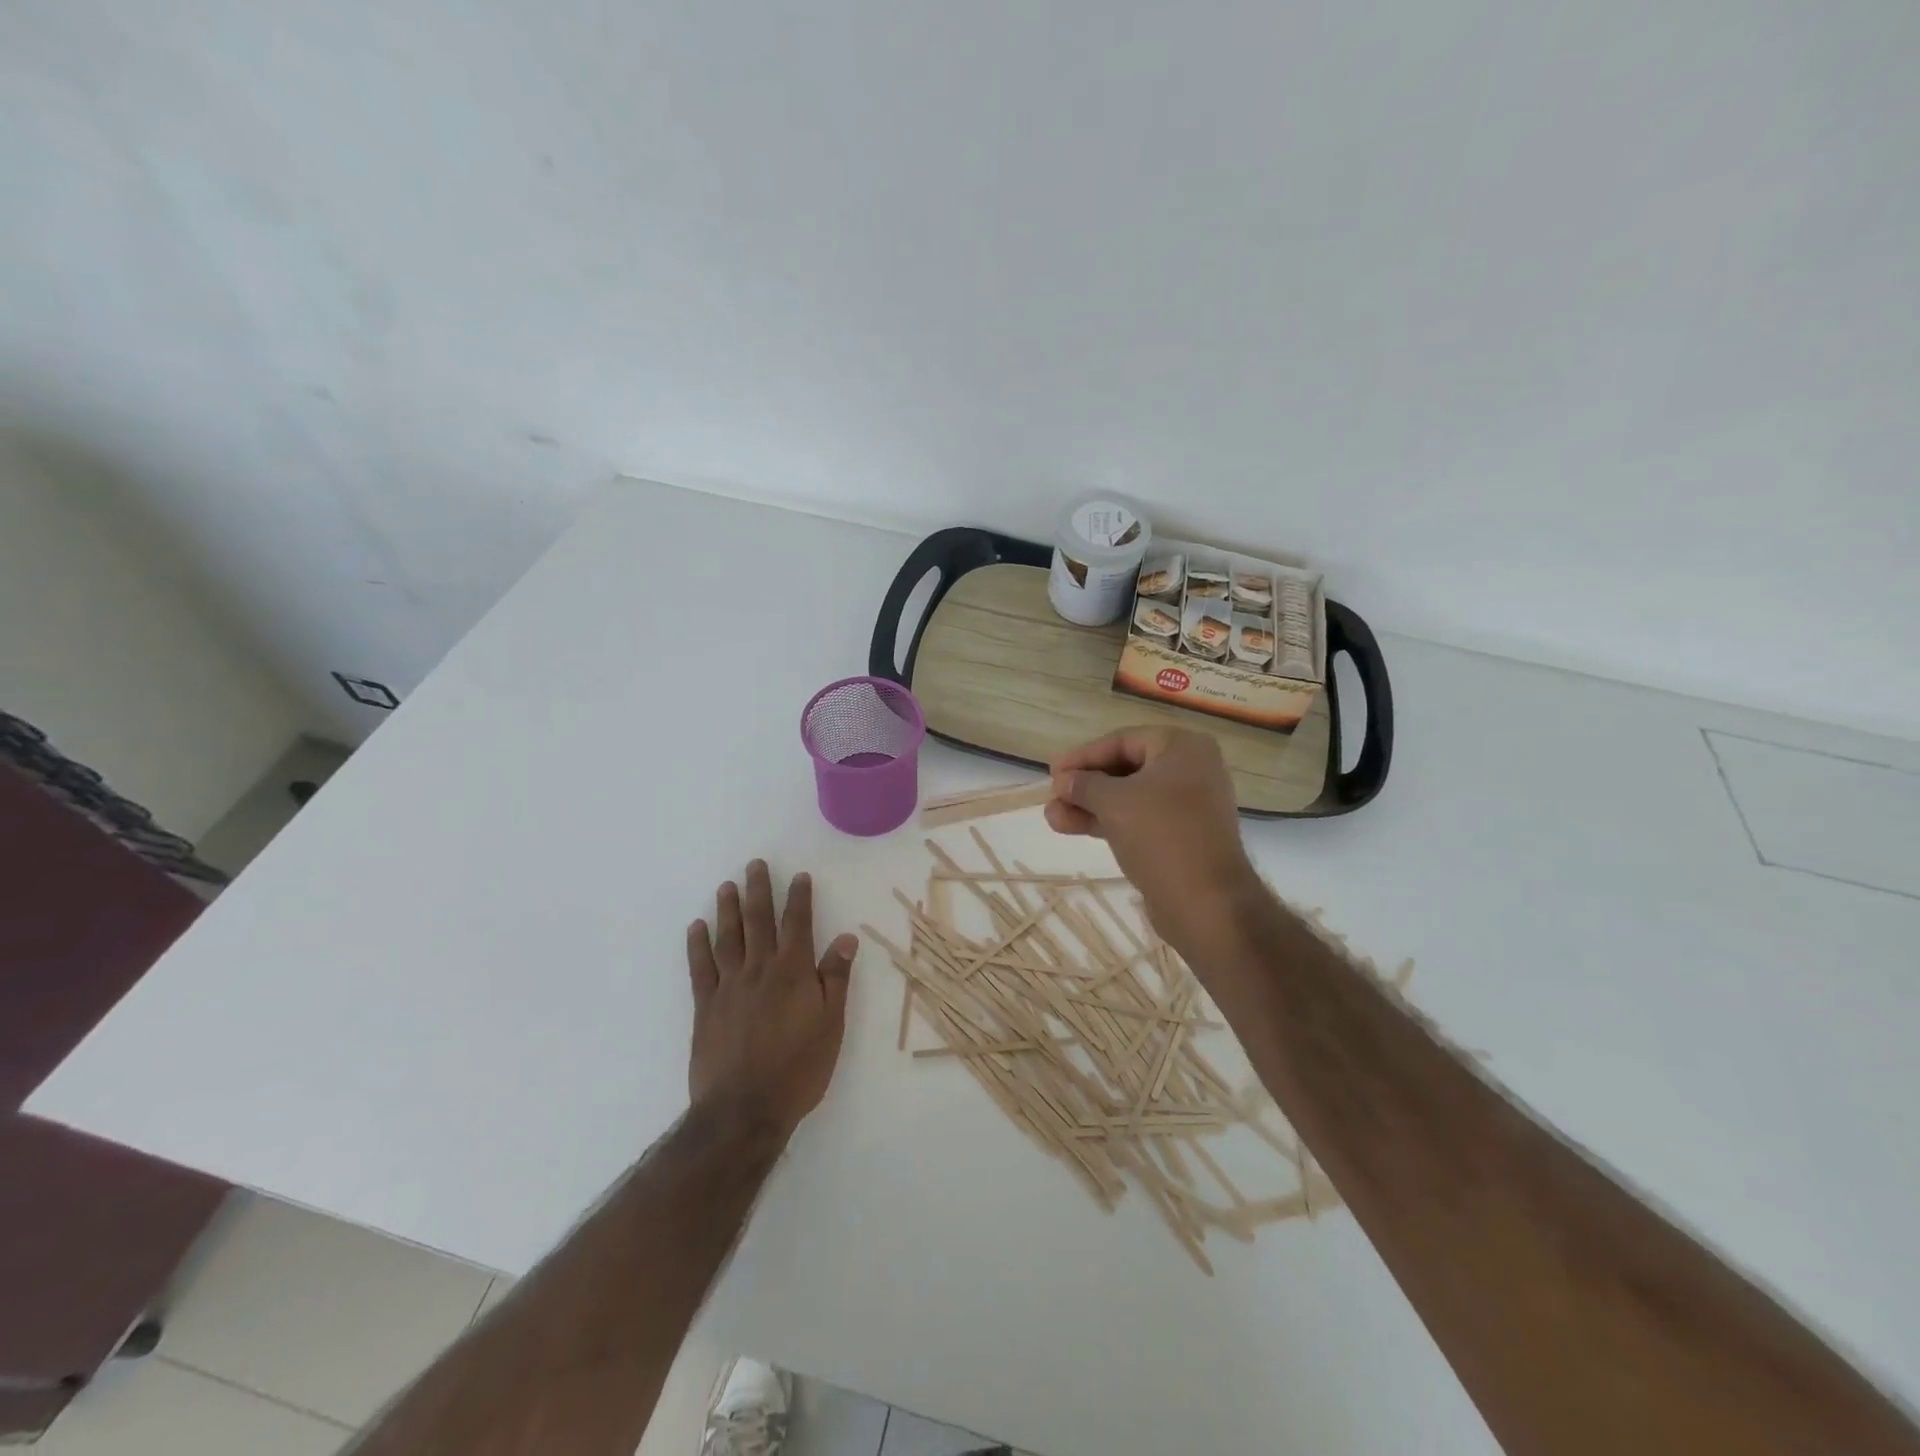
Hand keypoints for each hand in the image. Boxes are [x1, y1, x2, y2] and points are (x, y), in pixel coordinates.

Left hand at [686, 861, 858, 1139]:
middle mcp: (760, 969)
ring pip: (728, 937)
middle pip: (759, 921)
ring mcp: (729, 985)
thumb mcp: (831, 1024)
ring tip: (726, 886)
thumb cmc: (799, 1068)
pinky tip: (696, 927)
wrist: (744, 1109)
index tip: (798, 876)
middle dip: (759, 890)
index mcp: (794, 972)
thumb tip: (846, 938)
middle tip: (754, 865)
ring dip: (728, 909)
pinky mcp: (705, 1006)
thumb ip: (836, 978)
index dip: (799, 898)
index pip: (797, 924)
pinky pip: (700, 966)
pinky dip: (697, 944)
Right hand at [1047, 728, 1263, 957]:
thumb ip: (1083, 785)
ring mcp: (1188, 805)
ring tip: (1053, 817)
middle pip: (1125, 768)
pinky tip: (1073, 828)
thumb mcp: (1113, 802)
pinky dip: (1108, 821)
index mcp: (1182, 748)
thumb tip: (1062, 781)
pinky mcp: (1181, 836)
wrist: (1206, 903)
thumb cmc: (1161, 835)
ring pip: (1129, 797)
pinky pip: (1139, 819)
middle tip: (1052, 796)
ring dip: (1089, 805)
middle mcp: (1190, 769)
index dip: (1083, 756)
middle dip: (1084, 785)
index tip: (1052, 772)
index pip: (1122, 741)